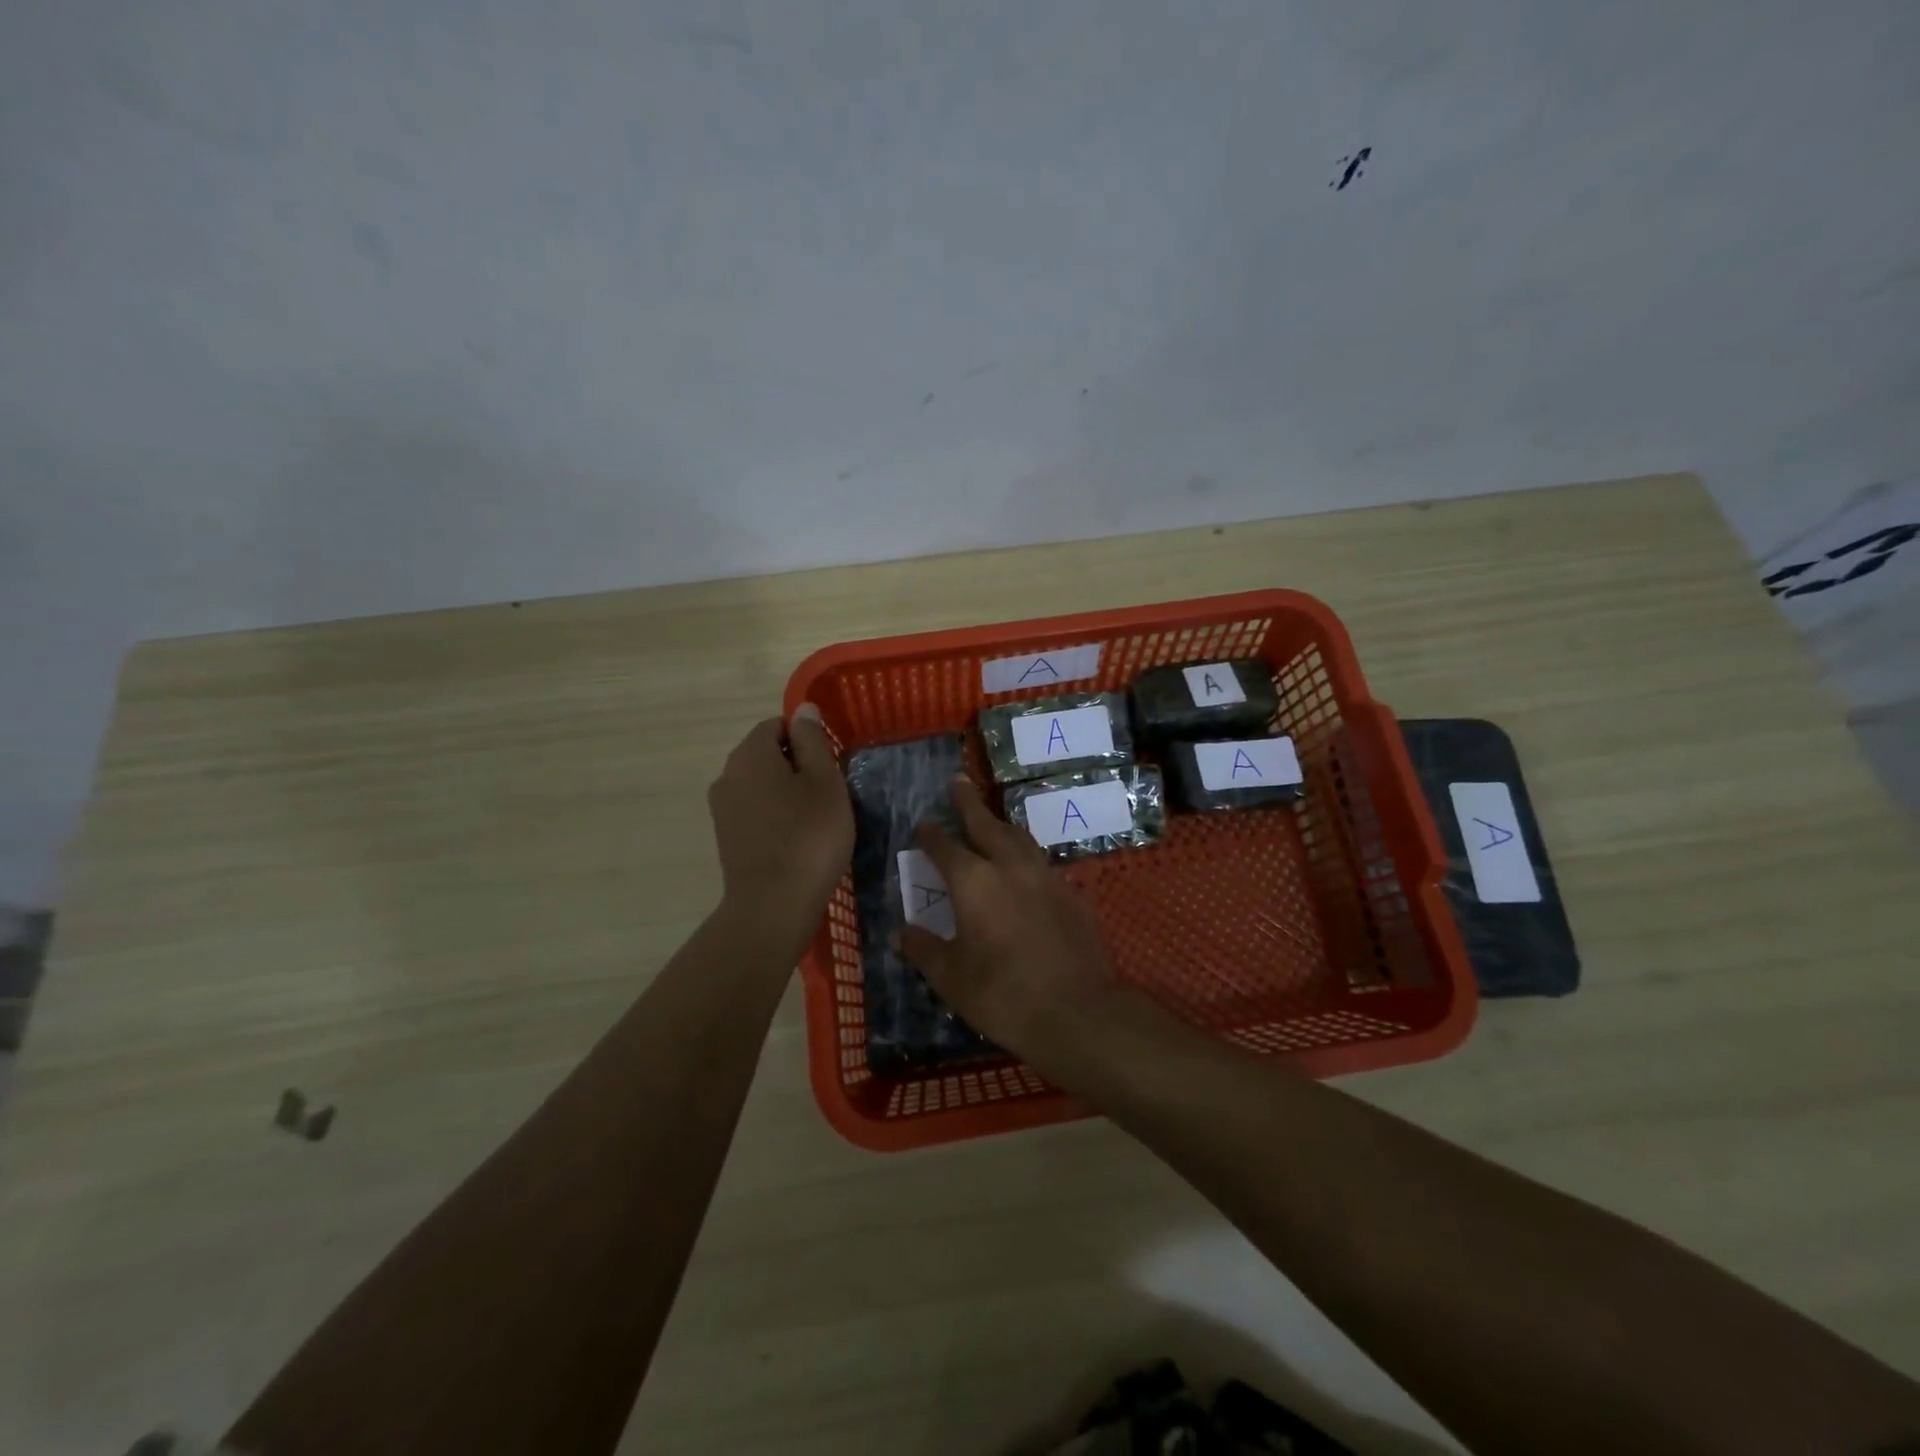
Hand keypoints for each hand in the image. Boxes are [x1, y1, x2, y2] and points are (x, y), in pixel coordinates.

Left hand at [707, 705, 853, 941]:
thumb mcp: (825, 781)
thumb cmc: (809, 836)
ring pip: (760, 784)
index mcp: (750, 753)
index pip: (777, 725)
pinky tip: (796, 839)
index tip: (830, 764)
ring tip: (816, 818)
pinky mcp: (726, 837)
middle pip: (765, 753)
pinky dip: (775, 815)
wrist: (773, 905)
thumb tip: (802, 709)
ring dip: (786, 791)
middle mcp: (727, 774)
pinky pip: (754, 810)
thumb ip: (813, 740)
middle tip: (829, 792)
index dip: (806, 738)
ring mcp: (722, 808)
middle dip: (796, 764)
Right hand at [898, 778, 1117, 1059]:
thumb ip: (924, 949)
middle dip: (969, 803)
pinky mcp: (1070, 895)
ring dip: (1001, 826)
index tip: (921, 825)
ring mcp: (1045, 878)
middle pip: (987, 825)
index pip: (945, 847)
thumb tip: (901, 933)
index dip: (930, 835)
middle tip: (959, 782)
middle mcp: (1010, 867)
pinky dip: (1026, 857)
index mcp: (974, 882)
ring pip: (1020, 838)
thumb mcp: (951, 977)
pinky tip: (1024, 871)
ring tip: (992, 821)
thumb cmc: (1002, 995)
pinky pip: (1042, 864)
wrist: (1077, 1012)